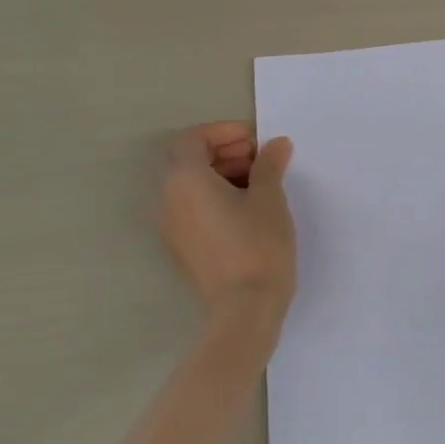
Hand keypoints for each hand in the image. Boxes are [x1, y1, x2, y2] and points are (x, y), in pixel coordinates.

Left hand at [160, 123, 296, 314]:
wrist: (244, 310)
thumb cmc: (257, 246)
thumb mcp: (269, 199)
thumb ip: (269, 165)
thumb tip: (276, 144)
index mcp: (185, 181)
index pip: (193, 139)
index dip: (223, 133)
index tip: (256, 141)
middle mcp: (168, 200)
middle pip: (188, 161)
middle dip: (224, 152)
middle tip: (261, 159)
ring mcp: (172, 228)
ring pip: (190, 187)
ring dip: (221, 175)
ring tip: (260, 184)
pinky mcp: (182, 249)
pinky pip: (193, 209)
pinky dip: (215, 198)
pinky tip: (248, 211)